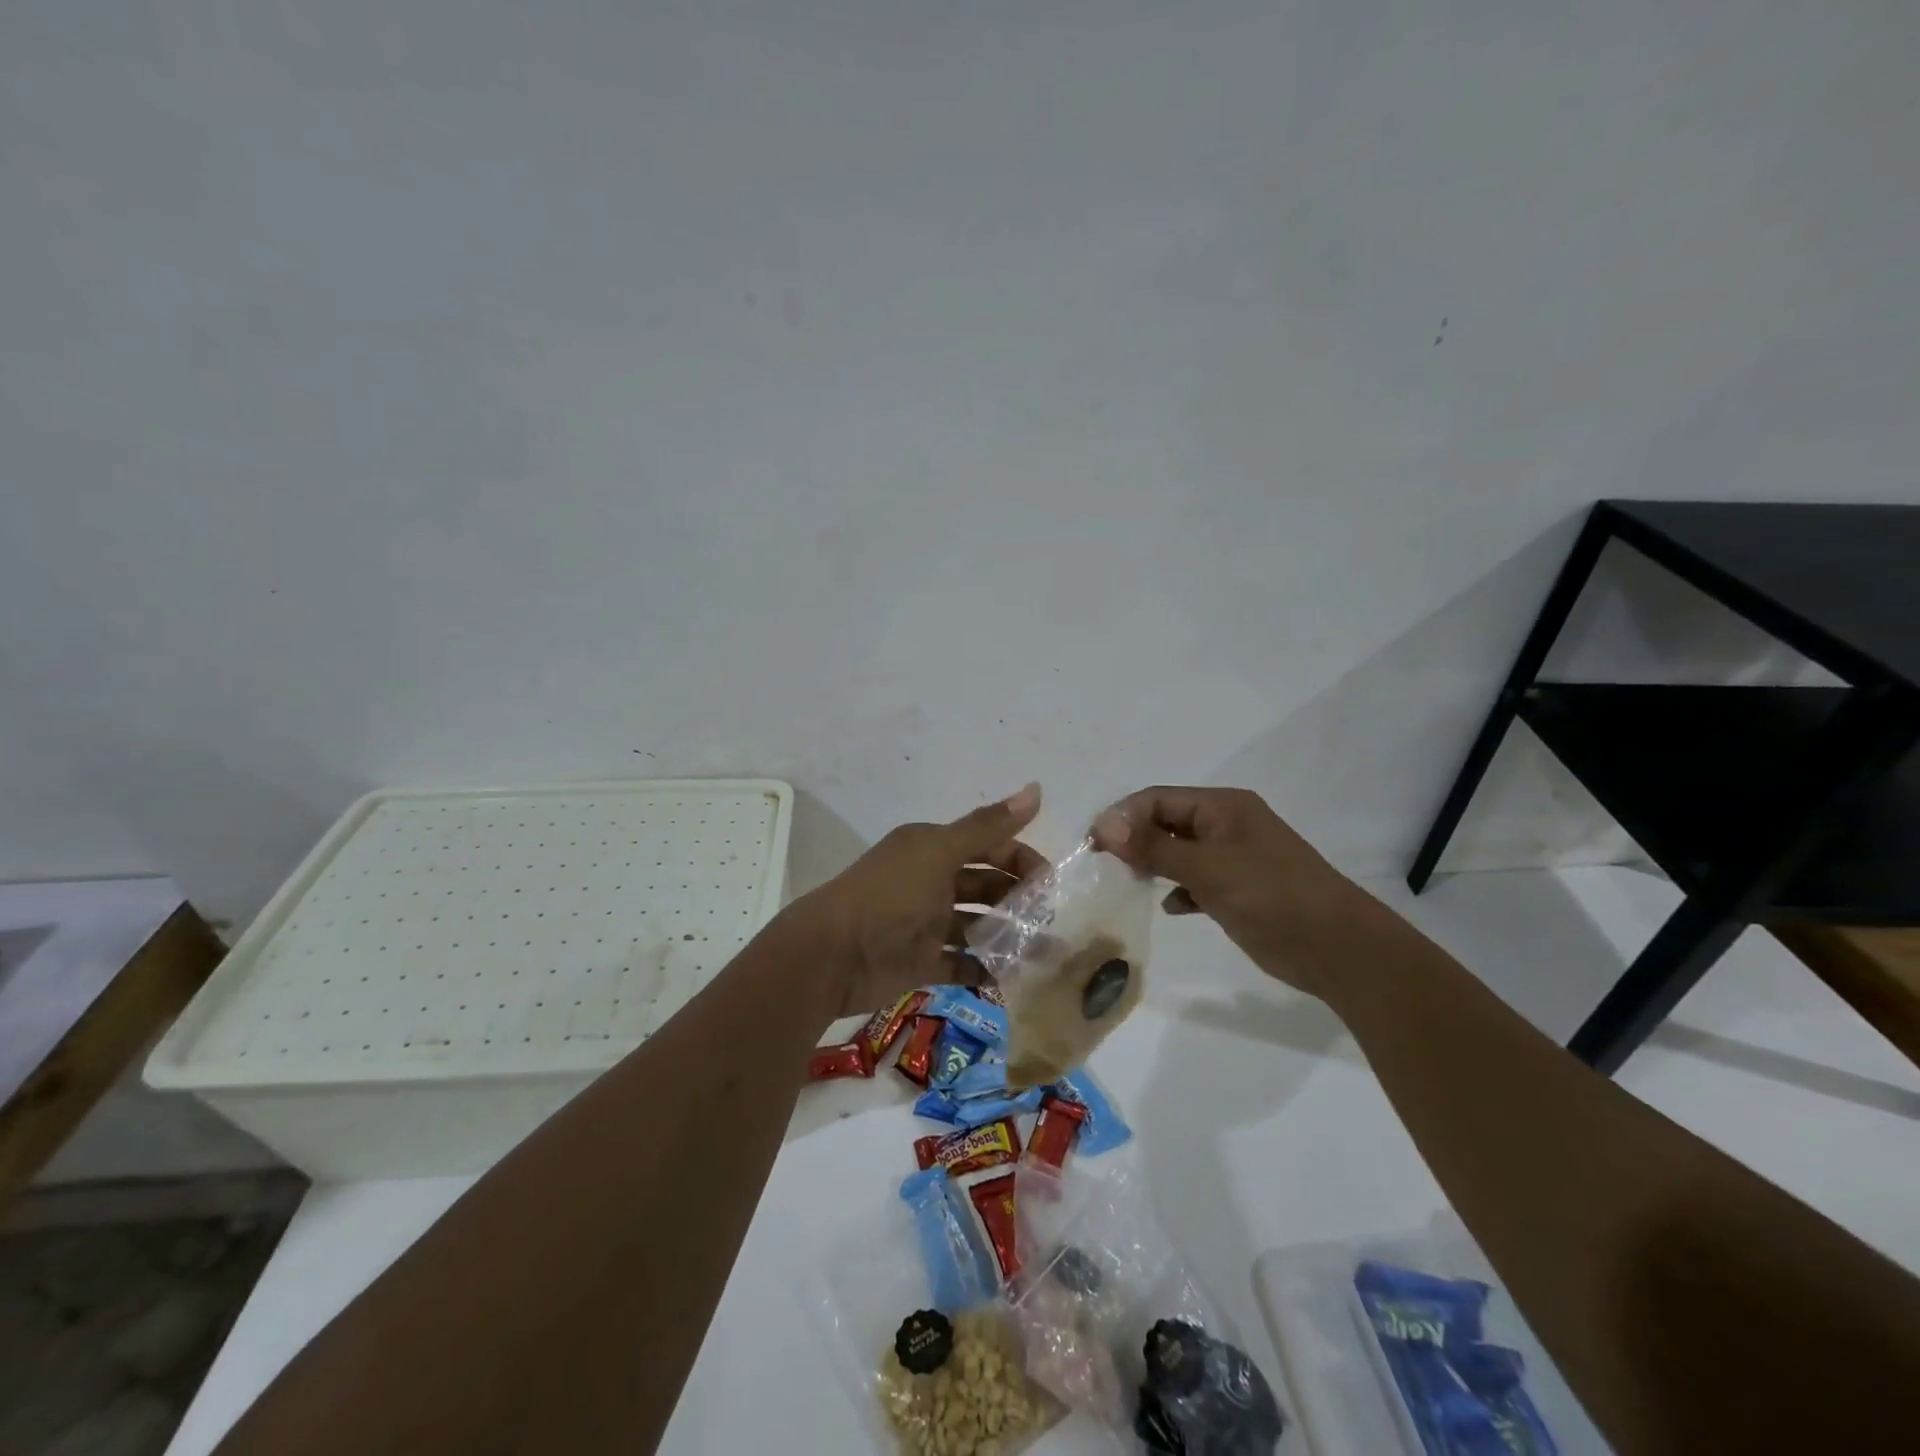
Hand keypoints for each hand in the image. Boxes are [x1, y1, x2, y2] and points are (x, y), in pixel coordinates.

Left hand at [793, 783, 1046, 1018]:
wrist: (831, 955)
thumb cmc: (889, 896)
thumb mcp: (939, 853)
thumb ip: (988, 826)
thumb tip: (1036, 788)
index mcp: (932, 848)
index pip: (988, 845)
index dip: (1020, 858)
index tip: (1051, 883)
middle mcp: (930, 881)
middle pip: (985, 885)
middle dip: (1019, 898)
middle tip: (1053, 919)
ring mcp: (926, 924)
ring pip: (977, 925)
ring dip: (1009, 935)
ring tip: (1046, 952)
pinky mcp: (921, 962)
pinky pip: (962, 963)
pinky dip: (986, 968)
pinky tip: (1014, 976)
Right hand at [1092, 787, 1360, 997]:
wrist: (1335, 947)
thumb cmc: (1270, 895)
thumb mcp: (1207, 868)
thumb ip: (1154, 846)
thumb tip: (1104, 826)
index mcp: (1223, 807)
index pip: (1159, 799)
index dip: (1123, 817)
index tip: (1093, 844)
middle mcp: (1226, 825)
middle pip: (1167, 822)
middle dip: (1135, 840)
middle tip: (1104, 865)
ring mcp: (1233, 858)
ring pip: (1179, 852)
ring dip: (1153, 864)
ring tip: (1128, 883)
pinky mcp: (1238, 889)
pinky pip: (1196, 880)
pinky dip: (1179, 889)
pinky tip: (1172, 906)